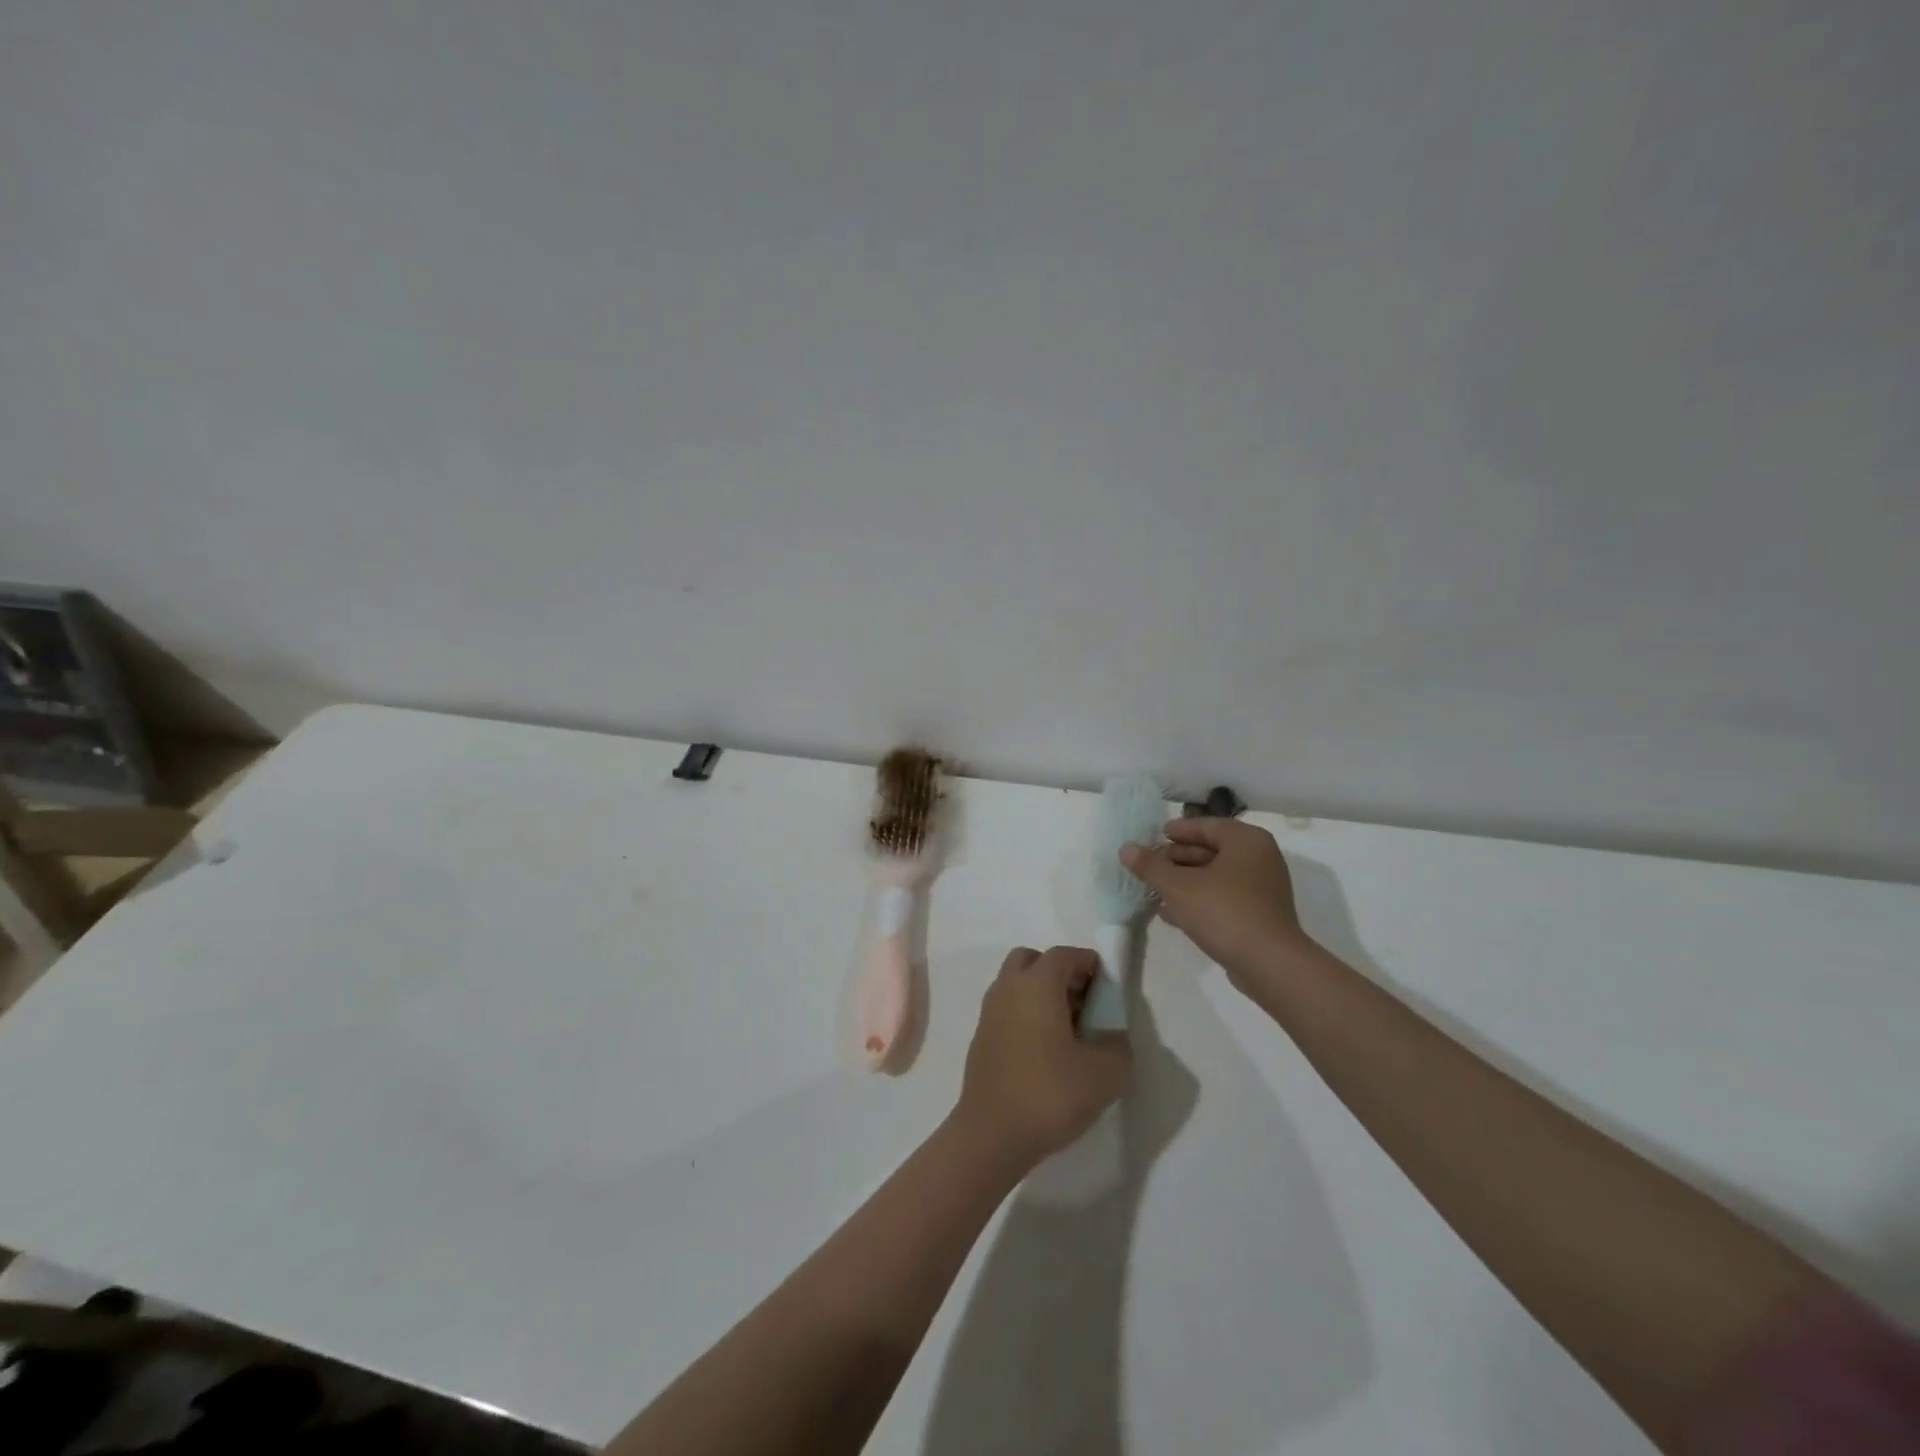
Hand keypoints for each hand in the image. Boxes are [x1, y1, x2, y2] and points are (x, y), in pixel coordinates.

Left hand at [955, 946, 1132, 1168]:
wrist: (992, 1134)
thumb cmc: (1050, 1093)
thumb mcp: (1106, 1074)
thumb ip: (1118, 1046)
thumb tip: (1112, 1037)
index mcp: (1037, 984)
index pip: (1064, 954)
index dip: (1088, 963)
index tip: (1107, 987)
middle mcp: (1008, 988)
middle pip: (1032, 960)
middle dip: (1059, 973)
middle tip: (1083, 1003)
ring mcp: (989, 1012)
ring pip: (1016, 984)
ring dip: (1041, 994)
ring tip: (1067, 1030)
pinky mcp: (981, 1038)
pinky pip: (1007, 1009)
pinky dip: (1025, 1014)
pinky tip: (1044, 1050)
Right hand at [1120, 818, 1311, 982]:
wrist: (1269, 965)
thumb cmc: (1224, 912)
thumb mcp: (1178, 886)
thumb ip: (1150, 866)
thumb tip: (1126, 848)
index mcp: (1246, 841)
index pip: (1206, 825)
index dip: (1178, 830)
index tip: (1154, 836)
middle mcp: (1259, 858)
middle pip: (1211, 850)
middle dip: (1177, 858)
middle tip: (1150, 866)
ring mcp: (1262, 889)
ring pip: (1215, 876)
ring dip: (1185, 881)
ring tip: (1154, 889)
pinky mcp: (1259, 915)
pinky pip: (1223, 898)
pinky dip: (1199, 900)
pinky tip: (1171, 913)